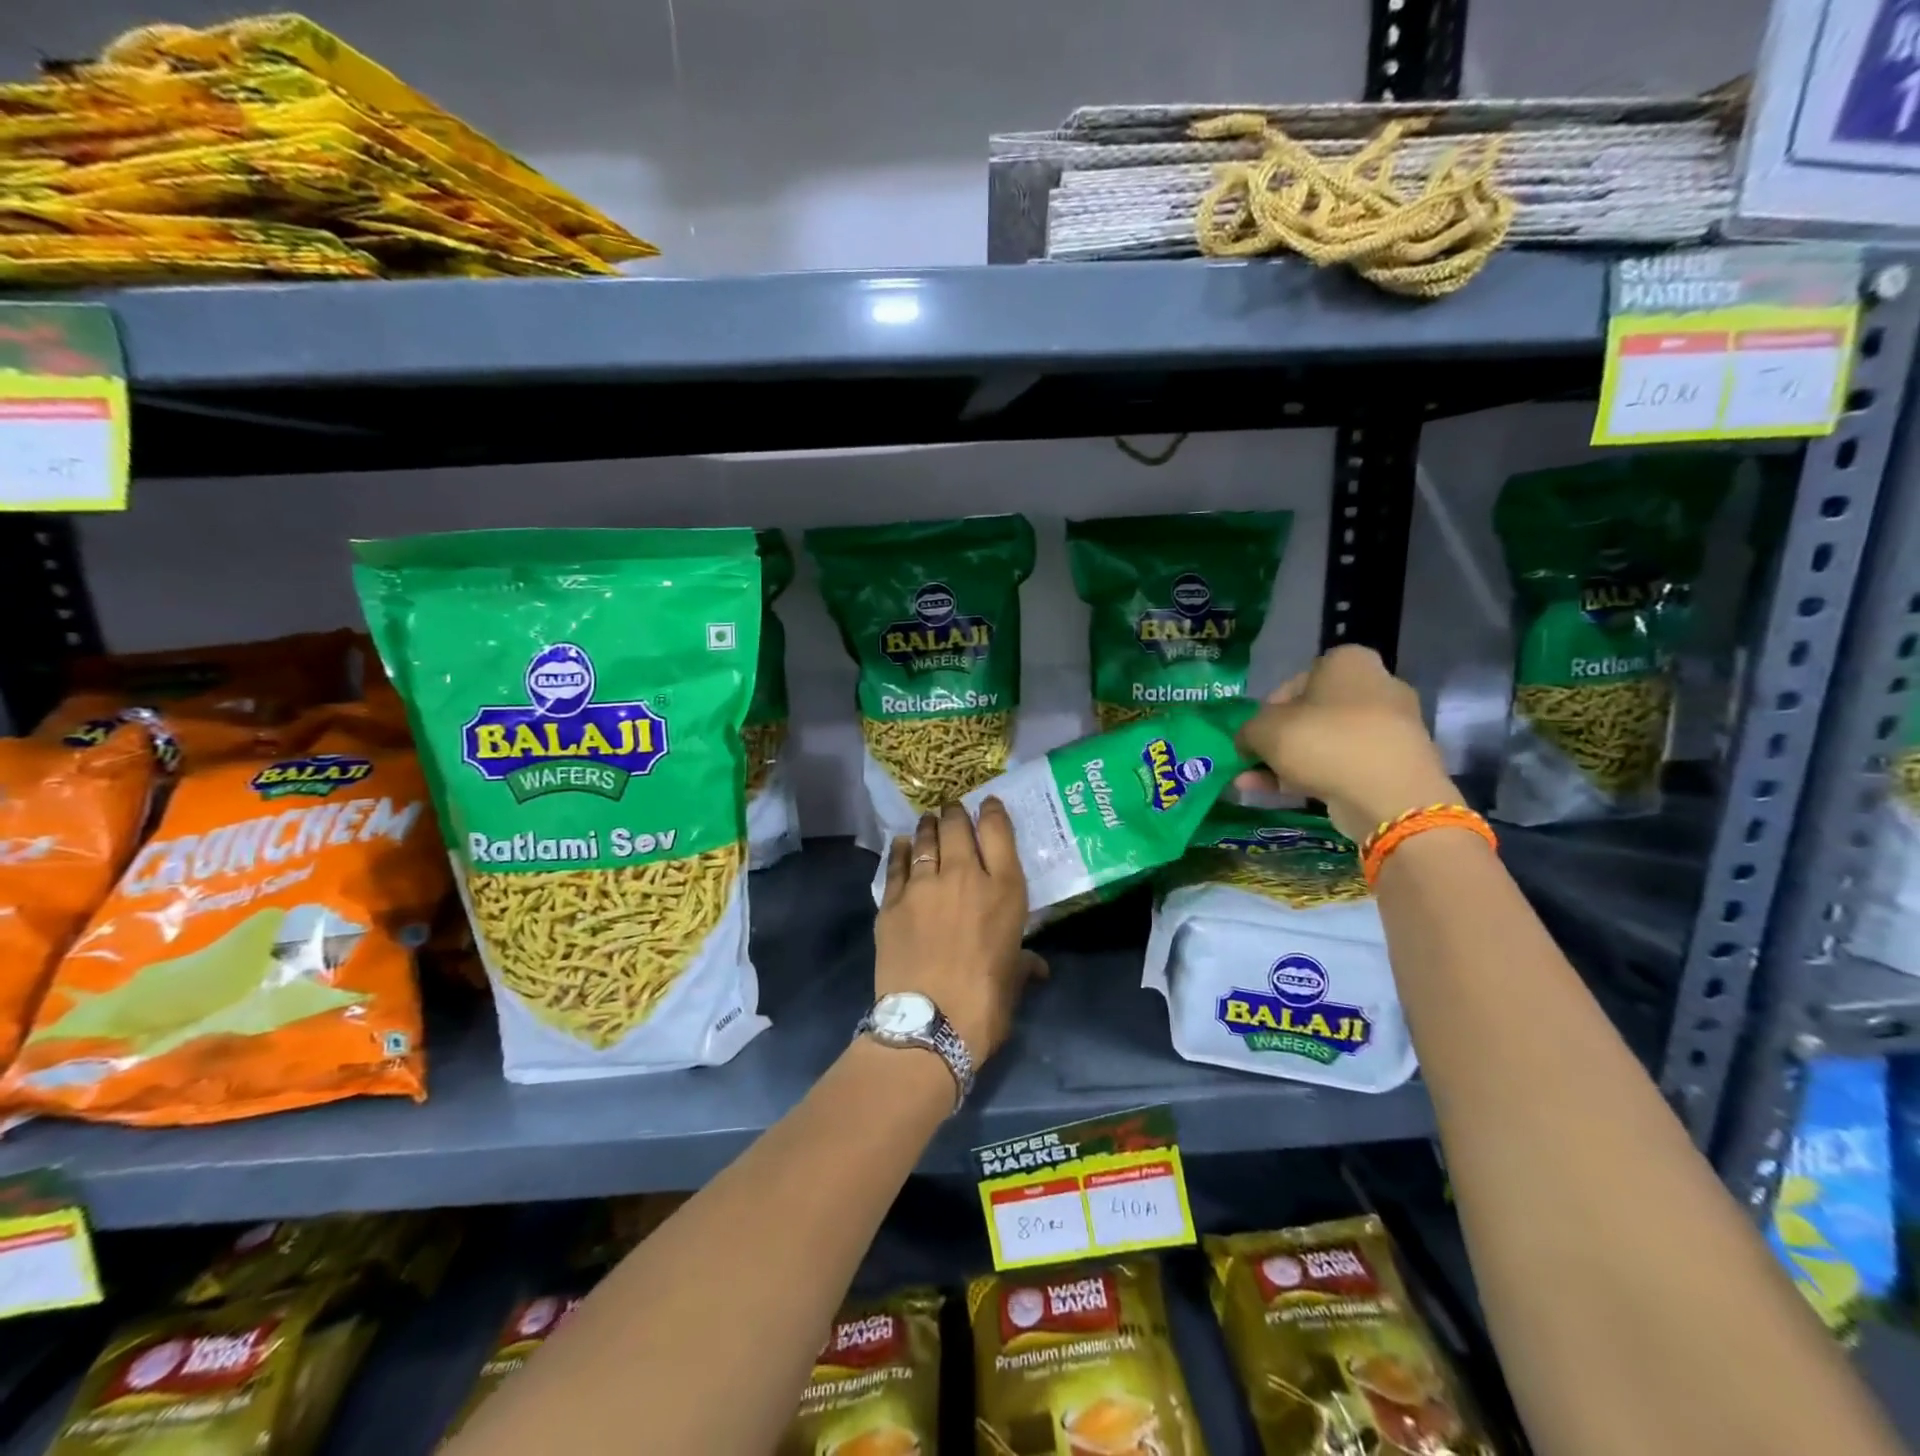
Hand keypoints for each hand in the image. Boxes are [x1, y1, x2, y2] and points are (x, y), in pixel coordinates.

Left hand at [876, 799, 1046, 1063]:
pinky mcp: (891, 902)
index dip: (992, 812)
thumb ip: (1024, 964)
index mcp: (1003, 890)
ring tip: (929, 820)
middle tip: (953, 809)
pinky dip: (900, 852)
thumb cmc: (985, 1002)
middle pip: (957, 828)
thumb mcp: (1013, 979)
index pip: (998, 832)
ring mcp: (923, 886)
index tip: (988, 804)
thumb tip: (1038, 968)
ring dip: (928, 826)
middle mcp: (963, 876)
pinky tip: (902, 845)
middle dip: (956, 813)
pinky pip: (896, 866)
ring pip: (925, 841)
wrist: (929, 1023)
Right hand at [1234, 646, 1459, 843]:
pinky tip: (1278, 795)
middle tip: (1254, 760)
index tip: (1254, 733)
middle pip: (1311, 714)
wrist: (1389, 795)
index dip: (1267, 709)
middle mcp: (1375, 686)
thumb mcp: (1264, 730)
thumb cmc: (1323, 742)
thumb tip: (1247, 742)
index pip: (1295, 681)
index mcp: (1348, 662)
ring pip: (1325, 742)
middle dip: (1279, 739)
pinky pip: (1343, 765)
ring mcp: (1389, 728)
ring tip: (1252, 784)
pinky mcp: (1394, 764)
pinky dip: (1312, 776)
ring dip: (1288, 762)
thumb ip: (1247, 731)